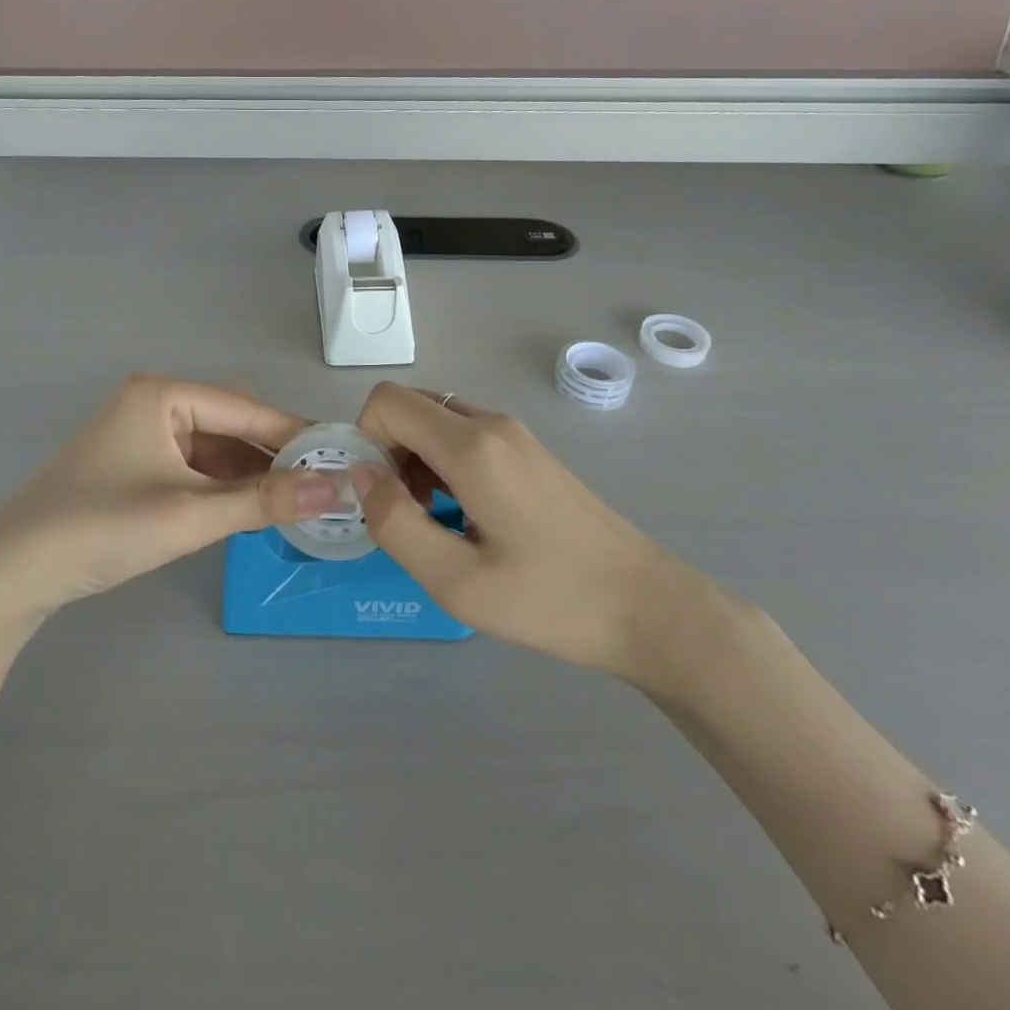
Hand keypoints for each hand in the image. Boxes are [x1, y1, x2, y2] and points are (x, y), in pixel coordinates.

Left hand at [0, 375, 336, 625]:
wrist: (13, 571)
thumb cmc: (103, 527)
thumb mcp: (190, 515)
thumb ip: (263, 501)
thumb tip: (334, 489)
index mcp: (163, 394)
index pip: (246, 409)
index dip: (295, 435)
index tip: (341, 459)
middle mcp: (153, 402)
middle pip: (231, 425)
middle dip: (274, 456)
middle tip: (325, 485)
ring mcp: (142, 433)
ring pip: (213, 448)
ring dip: (250, 474)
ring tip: (299, 499)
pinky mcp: (135, 464)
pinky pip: (193, 466)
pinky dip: (223, 486)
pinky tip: (252, 507)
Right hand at [349, 383, 704, 678]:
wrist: (649, 608)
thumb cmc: (551, 600)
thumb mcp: (456, 580)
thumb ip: (394, 522)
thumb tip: (360, 474)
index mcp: (472, 446)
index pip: (387, 401)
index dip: (365, 440)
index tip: (378, 496)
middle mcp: (492, 424)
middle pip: (410, 405)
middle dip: (387, 450)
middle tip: (402, 513)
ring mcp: (515, 435)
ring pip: (436, 420)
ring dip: (414, 460)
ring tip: (433, 522)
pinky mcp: (529, 452)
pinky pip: (464, 436)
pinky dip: (442, 463)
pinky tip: (463, 517)